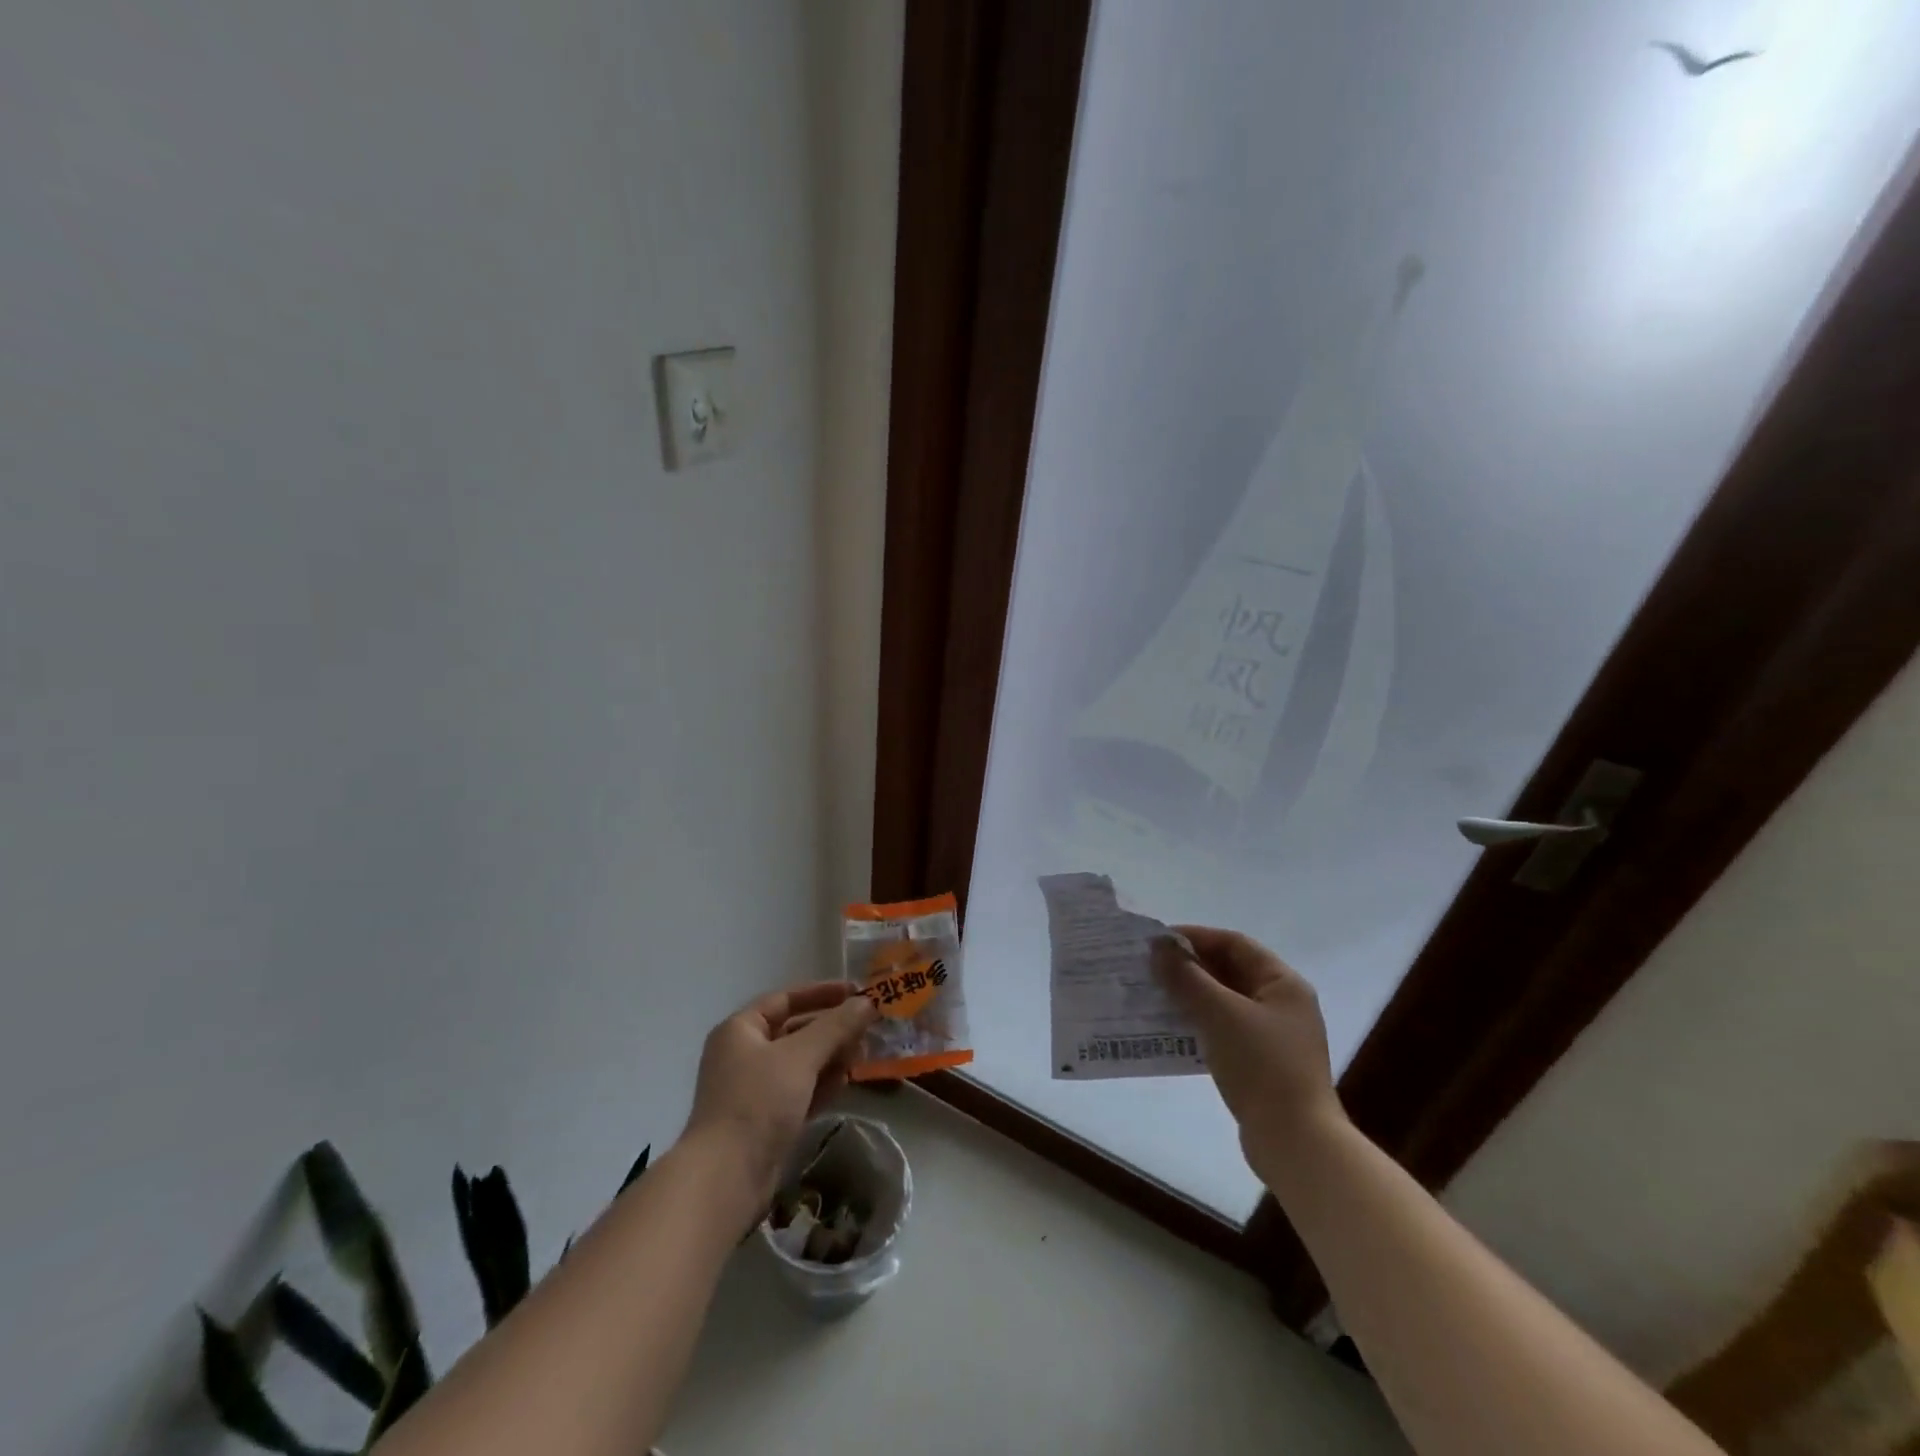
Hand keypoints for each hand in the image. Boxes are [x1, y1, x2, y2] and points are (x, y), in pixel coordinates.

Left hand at [683, 981, 876, 1211]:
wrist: (725, 1179)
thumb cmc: (758, 1102)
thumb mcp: (800, 1056)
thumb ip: (836, 1026)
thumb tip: (867, 1001)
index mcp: (740, 1030)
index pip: (786, 999)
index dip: (822, 992)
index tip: (856, 991)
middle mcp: (744, 1054)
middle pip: (795, 1030)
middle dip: (832, 1029)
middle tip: (867, 1028)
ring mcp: (754, 1089)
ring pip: (800, 1062)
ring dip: (831, 1057)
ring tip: (862, 1055)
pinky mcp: (766, 1120)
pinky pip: (800, 1090)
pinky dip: (821, 1084)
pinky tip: (845, 1083)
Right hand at [1154, 926, 1344, 1157]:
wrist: (1295, 1143)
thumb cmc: (1261, 1066)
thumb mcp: (1219, 1014)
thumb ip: (1186, 976)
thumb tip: (1159, 946)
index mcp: (1283, 983)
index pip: (1234, 943)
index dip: (1195, 937)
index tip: (1157, 942)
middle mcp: (1283, 1004)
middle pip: (1230, 971)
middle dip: (1189, 967)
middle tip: (1149, 968)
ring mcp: (1274, 1036)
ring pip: (1225, 1002)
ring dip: (1191, 996)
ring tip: (1154, 996)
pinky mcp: (1262, 1064)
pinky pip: (1225, 1030)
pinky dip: (1199, 1024)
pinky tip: (1172, 1030)